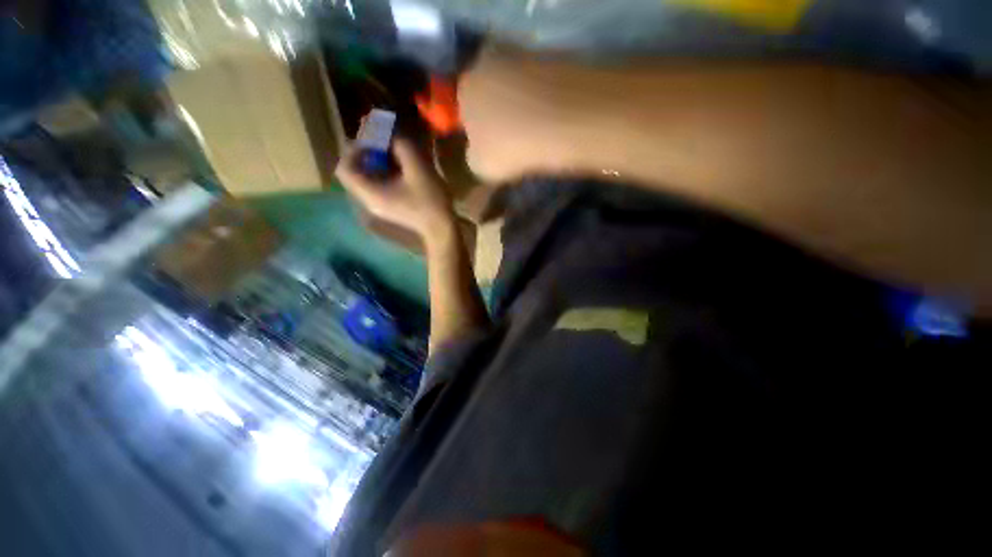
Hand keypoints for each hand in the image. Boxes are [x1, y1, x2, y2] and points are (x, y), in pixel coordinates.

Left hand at [335, 139, 454, 238]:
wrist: (442, 229)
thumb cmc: (430, 201)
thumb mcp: (418, 169)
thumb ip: (402, 147)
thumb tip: (394, 138)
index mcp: (370, 193)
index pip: (344, 168)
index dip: (354, 149)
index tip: (372, 141)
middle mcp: (369, 200)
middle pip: (356, 172)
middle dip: (366, 153)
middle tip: (382, 141)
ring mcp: (380, 205)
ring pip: (368, 178)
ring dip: (377, 162)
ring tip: (392, 151)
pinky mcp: (391, 207)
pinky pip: (379, 185)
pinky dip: (385, 172)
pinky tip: (401, 167)